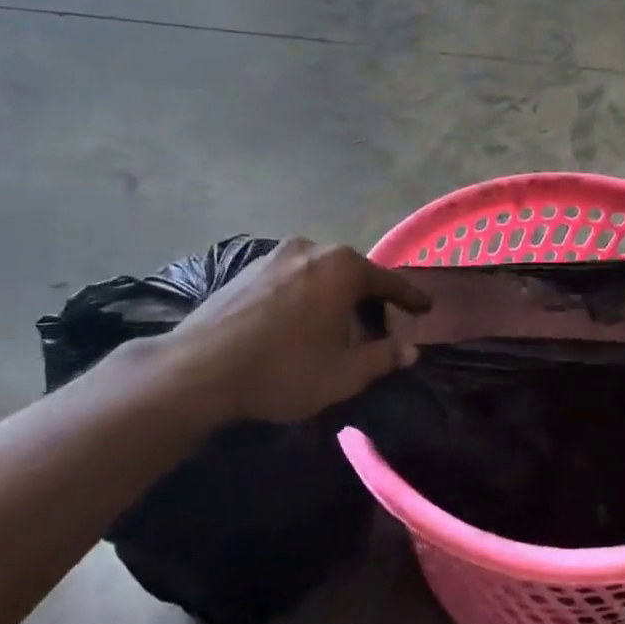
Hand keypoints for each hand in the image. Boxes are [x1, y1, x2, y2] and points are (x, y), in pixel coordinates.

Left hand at [172, 240, 430, 425]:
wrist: (198, 369)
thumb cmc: (282, 370)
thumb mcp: (343, 374)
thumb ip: (383, 358)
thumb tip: (410, 350)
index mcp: (343, 268)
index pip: (389, 281)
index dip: (410, 298)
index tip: (426, 308)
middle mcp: (312, 249)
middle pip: (353, 274)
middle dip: (368, 299)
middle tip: (379, 326)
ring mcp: (275, 255)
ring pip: (320, 275)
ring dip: (334, 298)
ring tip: (336, 329)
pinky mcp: (247, 268)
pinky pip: (292, 278)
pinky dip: (306, 296)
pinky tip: (299, 323)